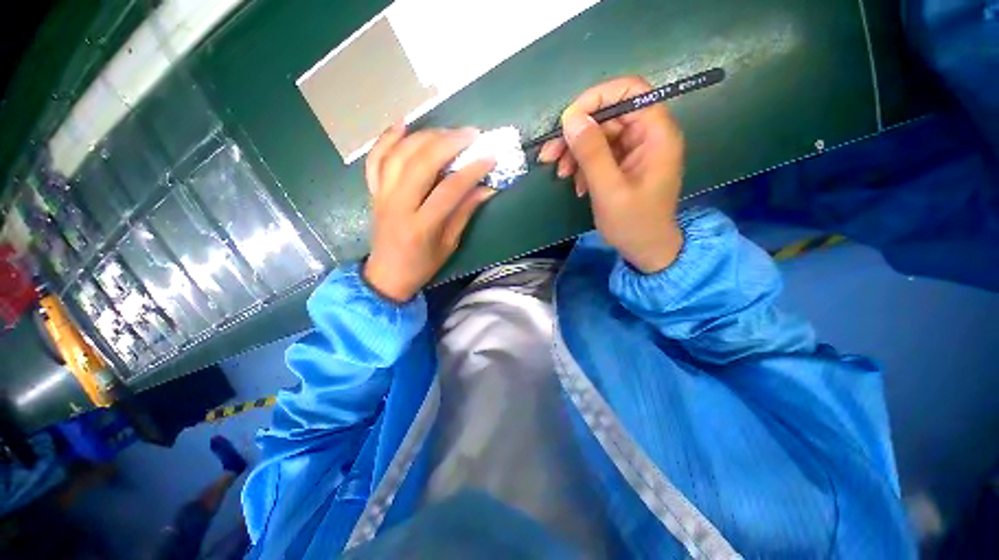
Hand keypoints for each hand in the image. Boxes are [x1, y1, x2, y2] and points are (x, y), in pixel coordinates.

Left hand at [363, 124, 496, 302]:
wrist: (387, 275)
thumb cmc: (422, 265)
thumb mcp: (449, 245)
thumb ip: (464, 213)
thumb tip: (486, 189)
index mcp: (421, 226)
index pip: (449, 190)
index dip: (471, 171)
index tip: (490, 158)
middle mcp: (398, 206)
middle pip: (421, 164)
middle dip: (448, 143)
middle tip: (470, 134)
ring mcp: (382, 195)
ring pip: (399, 155)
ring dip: (424, 136)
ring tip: (446, 131)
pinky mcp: (373, 191)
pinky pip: (375, 159)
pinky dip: (387, 138)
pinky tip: (403, 124)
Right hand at [538, 76, 685, 272]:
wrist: (645, 250)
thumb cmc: (633, 223)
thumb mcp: (609, 190)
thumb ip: (592, 153)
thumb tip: (571, 118)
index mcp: (656, 134)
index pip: (630, 91)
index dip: (597, 98)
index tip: (568, 120)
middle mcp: (647, 135)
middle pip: (608, 116)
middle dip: (576, 134)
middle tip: (549, 154)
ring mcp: (635, 150)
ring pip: (599, 135)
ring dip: (575, 152)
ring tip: (560, 174)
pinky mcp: (624, 164)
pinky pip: (599, 154)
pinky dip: (582, 166)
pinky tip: (576, 184)